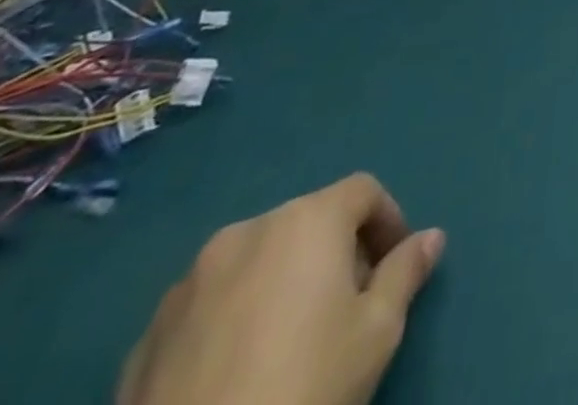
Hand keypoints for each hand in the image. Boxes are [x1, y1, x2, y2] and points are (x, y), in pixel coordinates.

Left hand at [117, 173, 444, 404]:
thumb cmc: (306, 385)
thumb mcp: (378, 330)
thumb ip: (405, 272)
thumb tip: (431, 237)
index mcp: (307, 219)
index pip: (363, 191)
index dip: (388, 221)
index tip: (395, 266)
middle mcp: (248, 231)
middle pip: (308, 223)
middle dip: (335, 253)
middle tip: (349, 307)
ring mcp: (188, 282)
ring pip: (255, 261)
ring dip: (281, 283)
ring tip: (290, 341)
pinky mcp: (146, 336)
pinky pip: (208, 305)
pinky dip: (232, 319)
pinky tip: (236, 372)